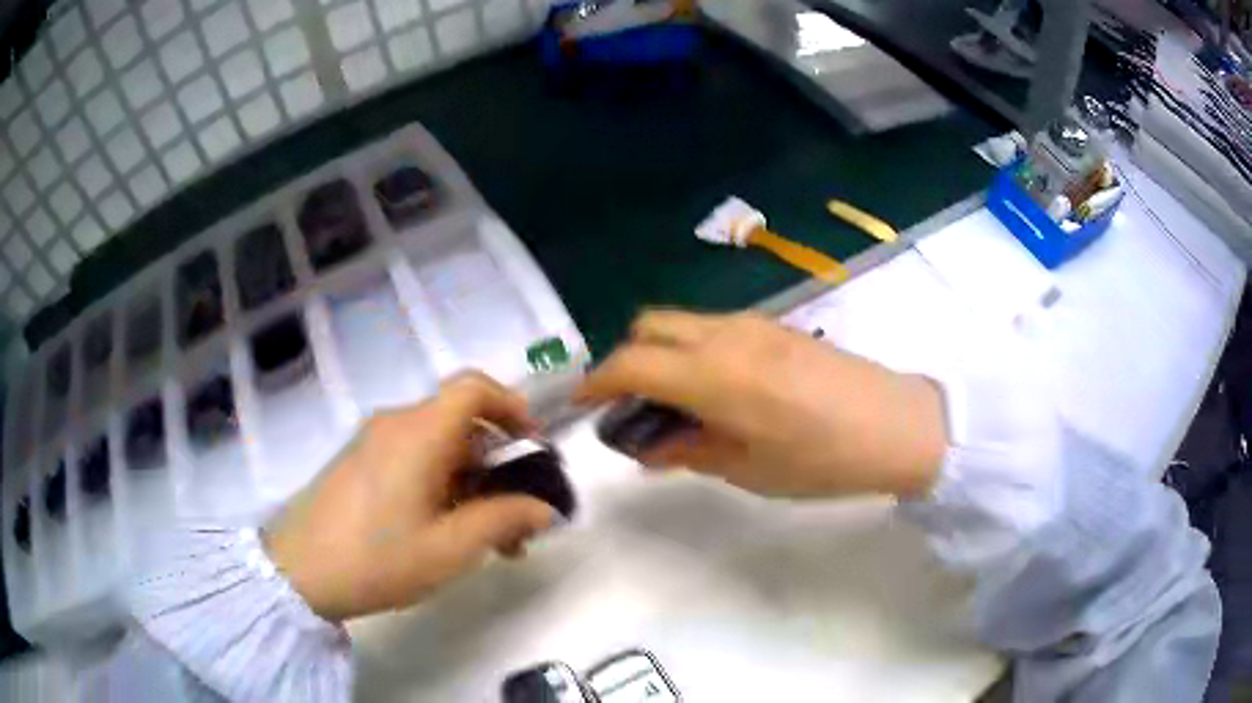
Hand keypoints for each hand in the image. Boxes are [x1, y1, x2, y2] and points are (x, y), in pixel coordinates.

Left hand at [264, 373, 559, 621]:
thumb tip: (545, 508)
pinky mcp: (358, 463)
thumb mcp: (450, 549)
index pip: (474, 387)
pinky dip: (440, 483)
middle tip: (517, 517)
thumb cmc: (377, 559)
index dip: (512, 406)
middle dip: (498, 464)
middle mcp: (395, 425)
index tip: (533, 447)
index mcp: (419, 433)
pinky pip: (411, 458)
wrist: (297, 572)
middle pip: (460, 423)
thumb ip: (504, 522)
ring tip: (486, 538)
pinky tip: (443, 531)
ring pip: (437, 445)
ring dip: (471, 481)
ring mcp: (372, 442)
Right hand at [576, 311, 947, 499]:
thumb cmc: (821, 458)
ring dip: (661, 354)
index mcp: (712, 375)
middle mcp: (725, 335)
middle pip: (649, 326)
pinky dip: (693, 351)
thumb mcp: (748, 468)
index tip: (582, 405)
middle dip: (625, 359)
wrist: (896, 424)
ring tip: (674, 403)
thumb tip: (647, 447)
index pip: (630, 363)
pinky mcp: (776, 326)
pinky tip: (715, 391)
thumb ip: (688, 450)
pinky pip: (714, 328)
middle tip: (630, 405)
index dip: (596, 382)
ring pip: (682, 324)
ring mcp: (753, 324)